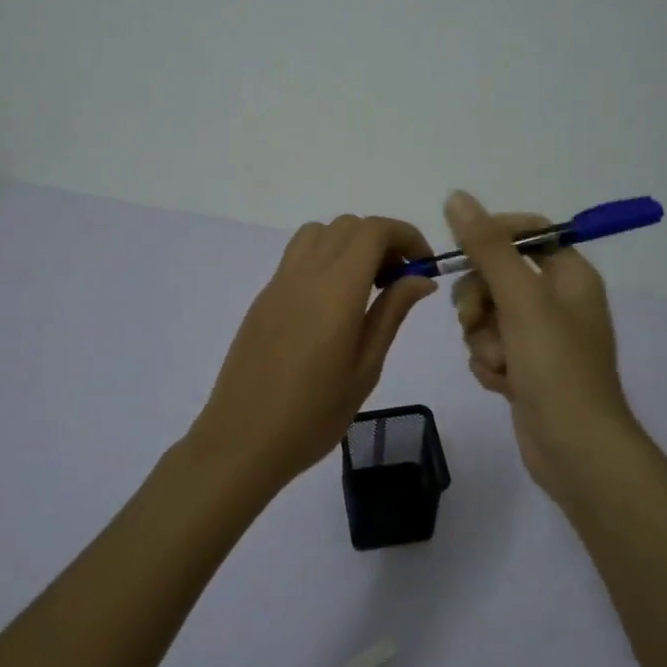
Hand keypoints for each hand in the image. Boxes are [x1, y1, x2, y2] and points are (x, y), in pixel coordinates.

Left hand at [187, 215, 436, 496]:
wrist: (242, 440)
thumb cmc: (313, 415)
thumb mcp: (365, 368)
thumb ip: (391, 313)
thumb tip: (420, 277)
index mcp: (335, 291)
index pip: (374, 231)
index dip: (406, 236)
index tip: (424, 264)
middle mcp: (304, 274)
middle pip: (348, 226)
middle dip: (382, 240)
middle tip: (400, 280)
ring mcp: (278, 283)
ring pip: (319, 233)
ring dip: (350, 243)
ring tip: (366, 286)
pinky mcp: (263, 298)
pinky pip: (298, 256)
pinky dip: (325, 258)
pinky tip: (333, 303)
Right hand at [444, 190, 640, 499]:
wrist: (575, 449)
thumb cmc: (556, 366)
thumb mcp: (521, 299)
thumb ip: (487, 247)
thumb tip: (457, 197)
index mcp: (570, 275)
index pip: (526, 232)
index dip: (491, 236)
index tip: (463, 251)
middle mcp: (557, 301)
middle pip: (497, 275)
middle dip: (479, 300)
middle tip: (476, 319)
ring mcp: (540, 337)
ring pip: (487, 315)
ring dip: (484, 339)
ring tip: (501, 365)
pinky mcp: (525, 368)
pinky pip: (490, 347)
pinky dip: (490, 364)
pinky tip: (504, 385)